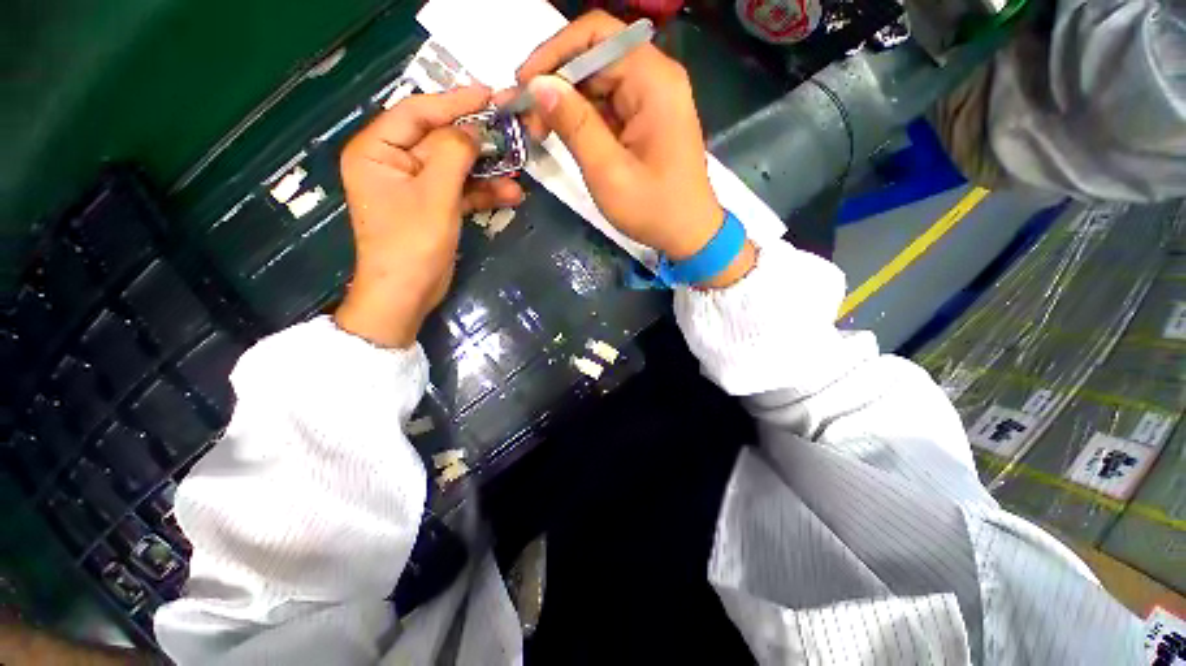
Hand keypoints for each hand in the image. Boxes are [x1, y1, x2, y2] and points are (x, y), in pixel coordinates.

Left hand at [335, 86, 523, 347]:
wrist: (408, 295)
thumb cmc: (411, 244)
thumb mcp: (434, 194)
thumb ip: (453, 154)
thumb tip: (474, 130)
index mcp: (377, 151)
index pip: (417, 112)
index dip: (454, 102)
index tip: (489, 95)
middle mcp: (394, 162)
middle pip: (440, 140)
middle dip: (477, 141)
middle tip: (511, 132)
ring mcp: (416, 187)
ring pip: (456, 167)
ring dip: (486, 172)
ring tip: (518, 173)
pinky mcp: (434, 207)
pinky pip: (460, 191)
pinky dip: (483, 193)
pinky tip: (510, 196)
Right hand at [514, 10, 754, 287]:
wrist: (689, 234)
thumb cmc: (653, 209)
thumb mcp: (608, 172)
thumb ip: (575, 125)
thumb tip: (538, 85)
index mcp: (654, 82)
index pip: (597, 36)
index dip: (554, 52)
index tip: (524, 84)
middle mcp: (655, 79)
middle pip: (595, 56)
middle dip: (555, 82)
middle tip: (526, 117)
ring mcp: (652, 100)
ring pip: (598, 82)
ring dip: (565, 101)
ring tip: (538, 130)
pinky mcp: (646, 120)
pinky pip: (607, 105)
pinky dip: (581, 117)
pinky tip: (563, 135)